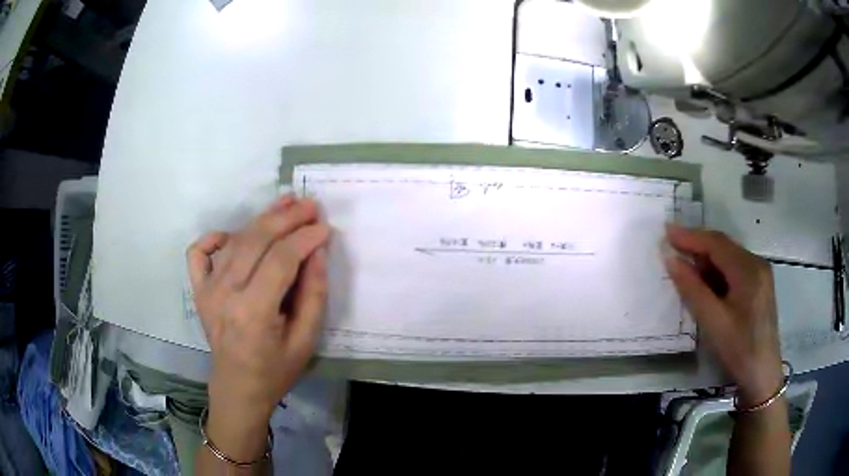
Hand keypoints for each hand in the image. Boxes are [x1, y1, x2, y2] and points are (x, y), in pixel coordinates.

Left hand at [187, 195, 329, 431]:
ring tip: (285, 204)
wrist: (237, 387)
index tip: (325, 227)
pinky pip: (199, 251)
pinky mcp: (198, 289)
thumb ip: (314, 294)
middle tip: (309, 205)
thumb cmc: (275, 370)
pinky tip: (234, 236)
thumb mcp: (306, 340)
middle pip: (256, 241)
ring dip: (261, 219)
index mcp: (253, 313)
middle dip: (286, 218)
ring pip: (234, 240)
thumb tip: (318, 251)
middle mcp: (225, 294)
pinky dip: (215, 237)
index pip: (280, 260)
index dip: (305, 238)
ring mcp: (207, 290)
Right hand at [665, 225, 782, 406]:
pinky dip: (717, 272)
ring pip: (729, 257)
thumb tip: (671, 259)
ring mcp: (760, 274)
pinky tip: (705, 282)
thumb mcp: (713, 322)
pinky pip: (734, 269)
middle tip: (671, 246)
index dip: (690, 236)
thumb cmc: (739, 349)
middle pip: (724, 247)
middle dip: (697, 245)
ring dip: (706, 260)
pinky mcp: (759, 285)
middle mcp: (757, 263)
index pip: (717, 243)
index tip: (666, 231)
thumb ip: (692, 289)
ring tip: (684, 266)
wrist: (762, 375)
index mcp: (749, 269)